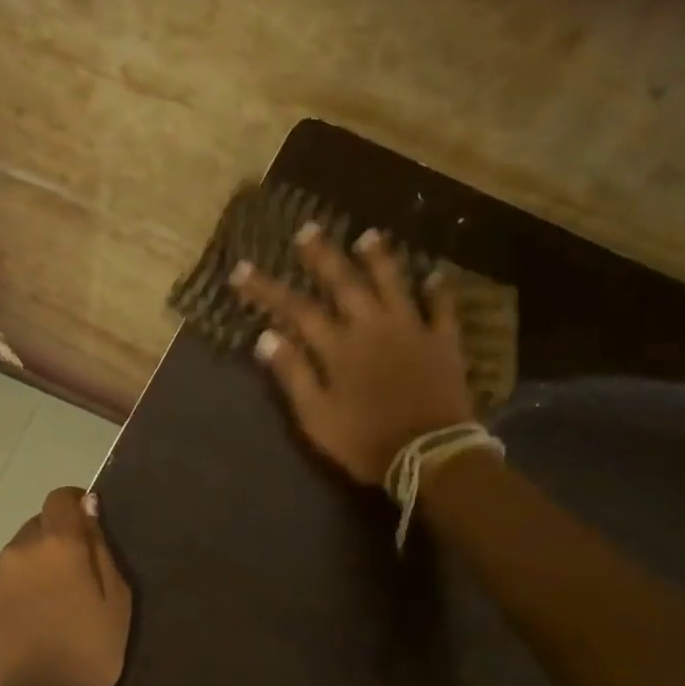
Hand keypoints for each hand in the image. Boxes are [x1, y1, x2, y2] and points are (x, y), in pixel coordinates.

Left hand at [0, 487, 131, 685]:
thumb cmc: (89, 654)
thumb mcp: (116, 599)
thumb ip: (100, 547)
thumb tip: (86, 507)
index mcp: (57, 543)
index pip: (60, 499)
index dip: (74, 506)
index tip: (85, 529)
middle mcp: (18, 549)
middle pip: (37, 527)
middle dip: (54, 544)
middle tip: (69, 583)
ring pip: (15, 557)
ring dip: (30, 569)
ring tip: (44, 612)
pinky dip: (10, 593)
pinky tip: (21, 627)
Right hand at [230, 224, 474, 485]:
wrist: (429, 455)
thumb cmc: (366, 440)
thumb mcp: (317, 417)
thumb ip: (293, 375)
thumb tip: (265, 337)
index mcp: (338, 347)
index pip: (295, 309)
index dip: (267, 288)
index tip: (241, 269)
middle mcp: (372, 328)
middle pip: (344, 283)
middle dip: (322, 256)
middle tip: (308, 230)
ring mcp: (411, 330)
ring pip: (393, 284)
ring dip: (379, 259)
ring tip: (368, 236)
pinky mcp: (443, 343)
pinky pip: (442, 310)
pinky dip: (439, 292)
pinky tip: (435, 277)